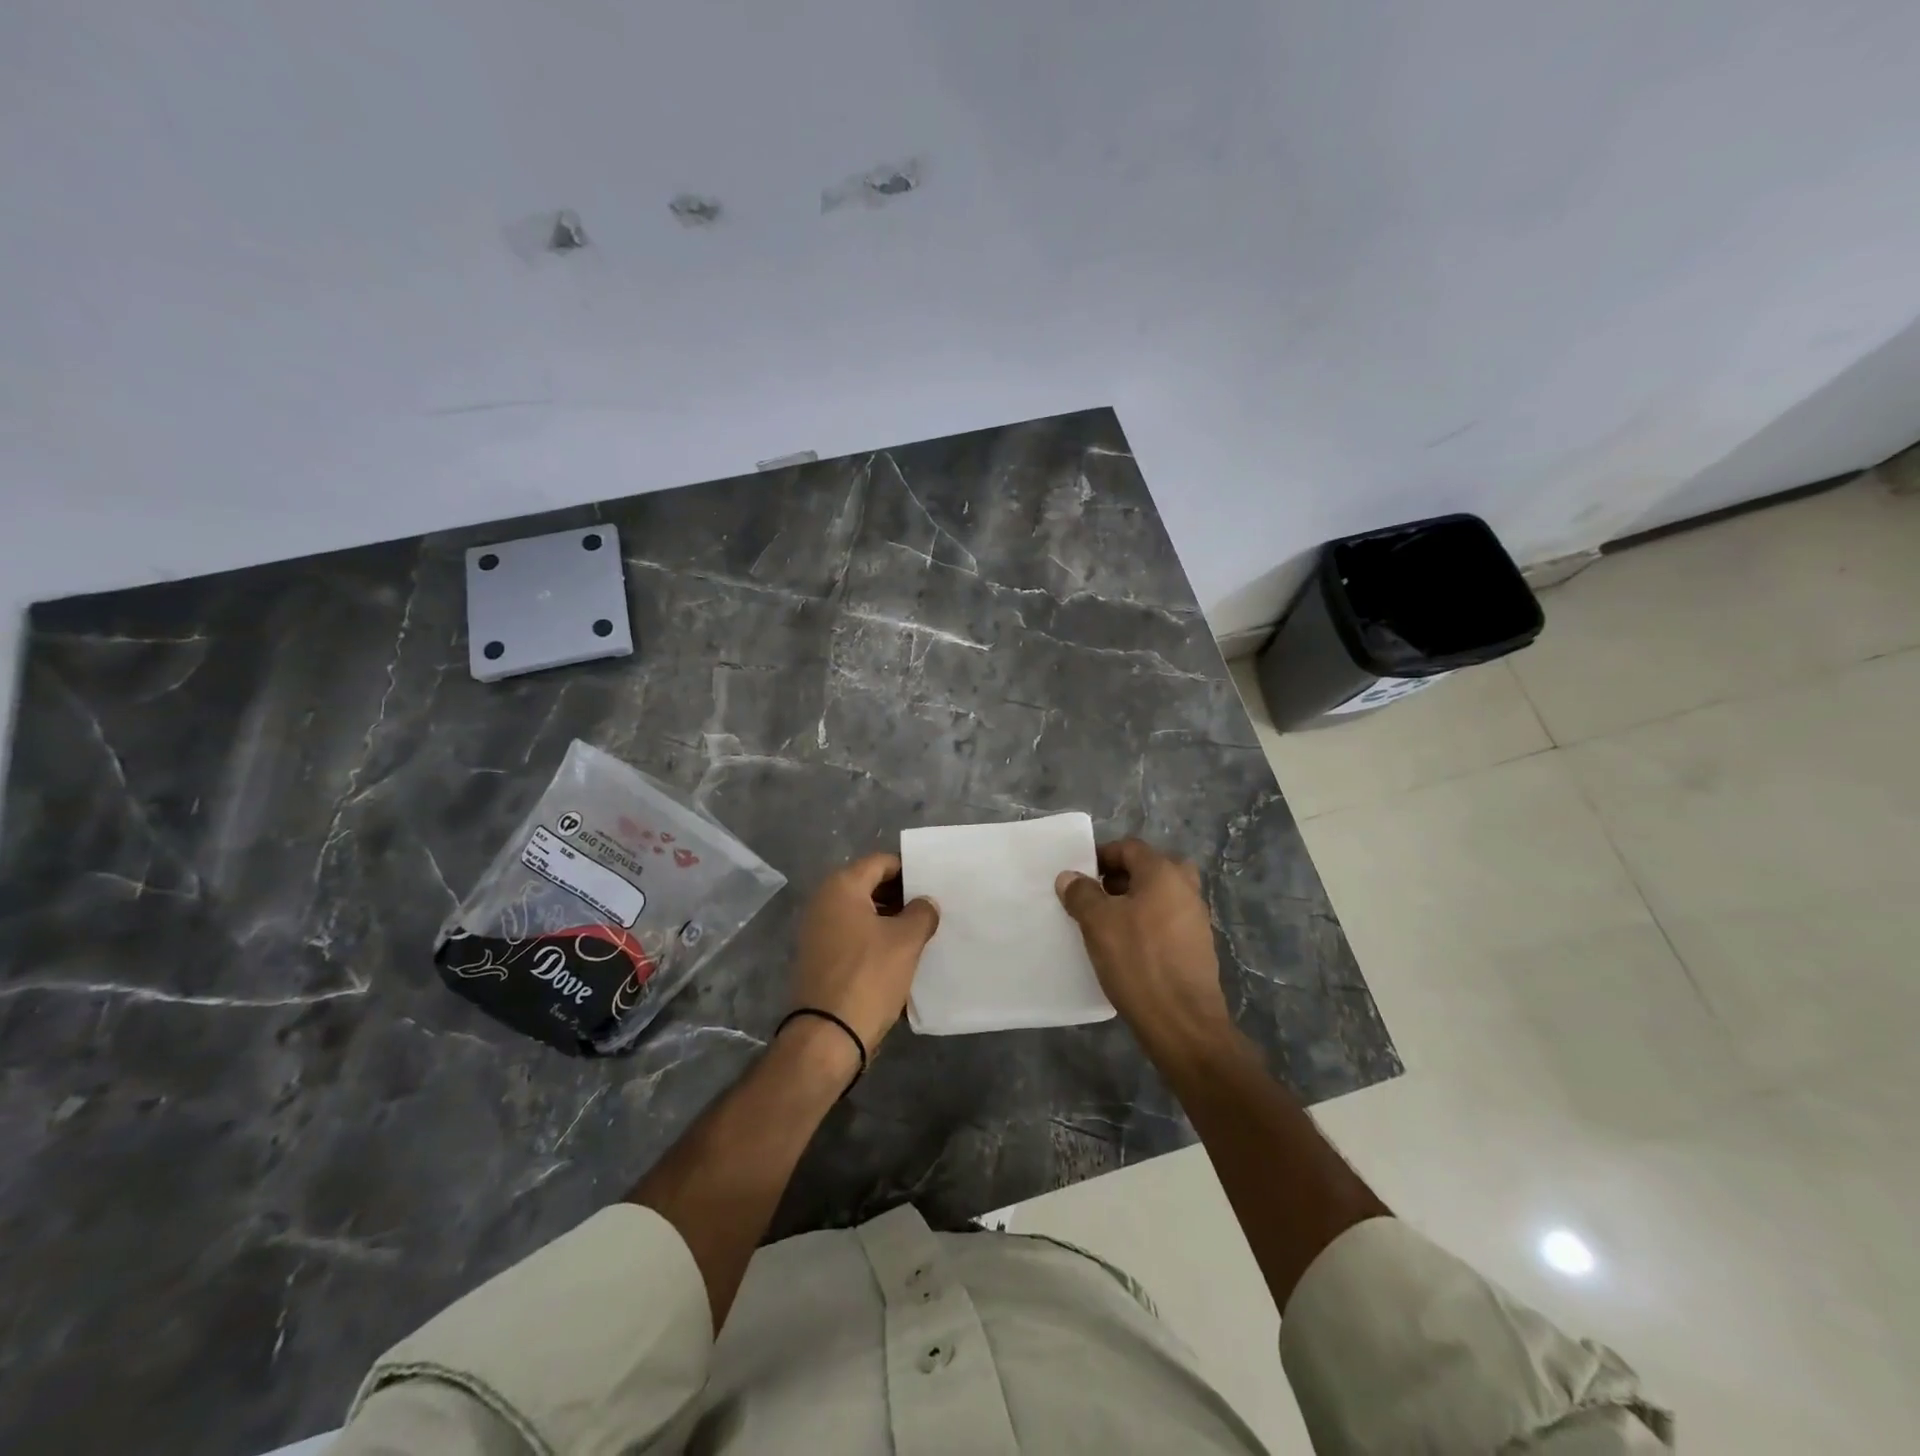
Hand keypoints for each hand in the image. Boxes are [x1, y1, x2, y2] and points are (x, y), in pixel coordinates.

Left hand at [789, 852, 939, 1058]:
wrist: (827, 1035)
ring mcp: (817, 930)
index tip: (933, 885)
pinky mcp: (818, 957)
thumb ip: (922, 912)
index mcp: (841, 887)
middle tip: (930, 908)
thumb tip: (925, 903)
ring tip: (919, 932)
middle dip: (900, 895)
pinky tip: (897, 954)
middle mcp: (823, 901)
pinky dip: (873, 938)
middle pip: (868, 885)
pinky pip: (851, 935)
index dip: (909, 870)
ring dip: (888, 918)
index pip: (881, 862)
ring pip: (860, 912)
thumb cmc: (869, 976)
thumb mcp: (906, 940)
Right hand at [1056, 838, 1231, 1054]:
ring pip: (1159, 895)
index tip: (1079, 876)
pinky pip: (1167, 920)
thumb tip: (1070, 877)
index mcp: (1164, 873)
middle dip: (1119, 878)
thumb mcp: (1098, 924)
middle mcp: (1186, 888)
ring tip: (1105, 924)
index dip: (1101, 856)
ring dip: (1133, 901)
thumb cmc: (1138, 962)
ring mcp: (1196, 918)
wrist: (1183, 1023)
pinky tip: (1127, 947)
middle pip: (1148, 868)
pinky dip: (1147, 923)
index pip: (1129, 848)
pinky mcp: (1197, 946)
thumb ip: (1082, 894)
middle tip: (1095, 897)